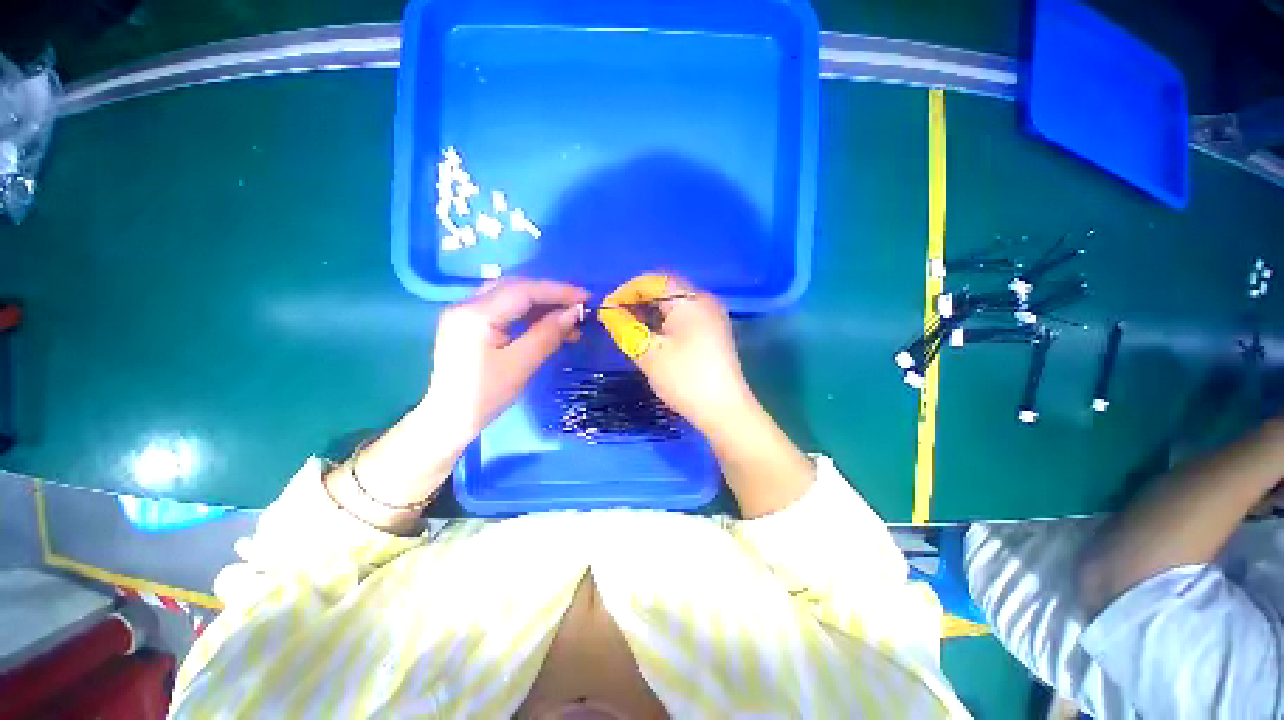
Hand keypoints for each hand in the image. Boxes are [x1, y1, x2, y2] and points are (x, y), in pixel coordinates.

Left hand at [424, 278, 588, 450]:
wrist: (449, 419)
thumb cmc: (485, 396)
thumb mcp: (521, 365)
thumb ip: (548, 334)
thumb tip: (574, 312)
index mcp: (476, 314)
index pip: (524, 290)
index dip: (558, 291)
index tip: (586, 298)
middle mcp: (467, 305)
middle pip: (516, 287)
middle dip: (551, 295)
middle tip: (579, 308)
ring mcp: (465, 313)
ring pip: (511, 297)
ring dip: (541, 305)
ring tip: (568, 322)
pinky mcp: (469, 324)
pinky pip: (504, 309)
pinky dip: (528, 314)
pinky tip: (547, 325)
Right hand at [597, 273, 752, 433]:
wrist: (724, 410)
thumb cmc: (685, 379)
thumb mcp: (648, 352)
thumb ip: (624, 326)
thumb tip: (606, 310)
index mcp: (690, 300)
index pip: (652, 281)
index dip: (625, 291)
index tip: (606, 309)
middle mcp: (704, 300)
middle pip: (664, 289)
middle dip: (637, 301)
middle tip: (615, 319)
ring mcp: (711, 316)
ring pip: (673, 303)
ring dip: (649, 311)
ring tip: (628, 328)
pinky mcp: (713, 331)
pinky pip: (683, 316)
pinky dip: (663, 321)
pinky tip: (650, 335)